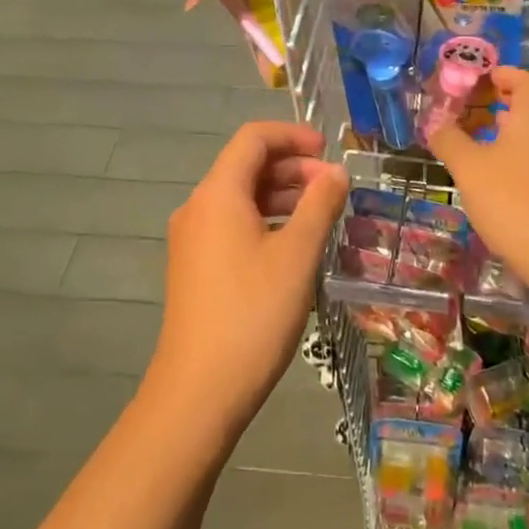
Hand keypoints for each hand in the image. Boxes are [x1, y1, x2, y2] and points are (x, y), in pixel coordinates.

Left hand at [151, 122, 348, 441]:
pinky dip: (266, 221)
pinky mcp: (195, 267)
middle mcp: (198, 208)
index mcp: (218, 195)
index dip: (293, 136)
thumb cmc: (253, 313)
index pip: (253, 139)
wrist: (199, 391)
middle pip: (246, 166)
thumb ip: (320, 204)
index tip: (329, 151)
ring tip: (322, 215)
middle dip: (293, 168)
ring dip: (282, 196)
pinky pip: (233, 225)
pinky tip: (294, 246)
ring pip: (241, 198)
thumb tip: (336, 173)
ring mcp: (192, 240)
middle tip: (334, 189)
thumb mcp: (298, 254)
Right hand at [424, 67, 528, 303]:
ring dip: (511, 134)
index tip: (478, 79)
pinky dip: (522, 158)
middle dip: (502, 104)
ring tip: (481, 144)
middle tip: (472, 111)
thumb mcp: (469, 169)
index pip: (523, 79)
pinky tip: (502, 181)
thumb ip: (449, 141)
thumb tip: (436, 123)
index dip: (500, 74)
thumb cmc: (514, 201)